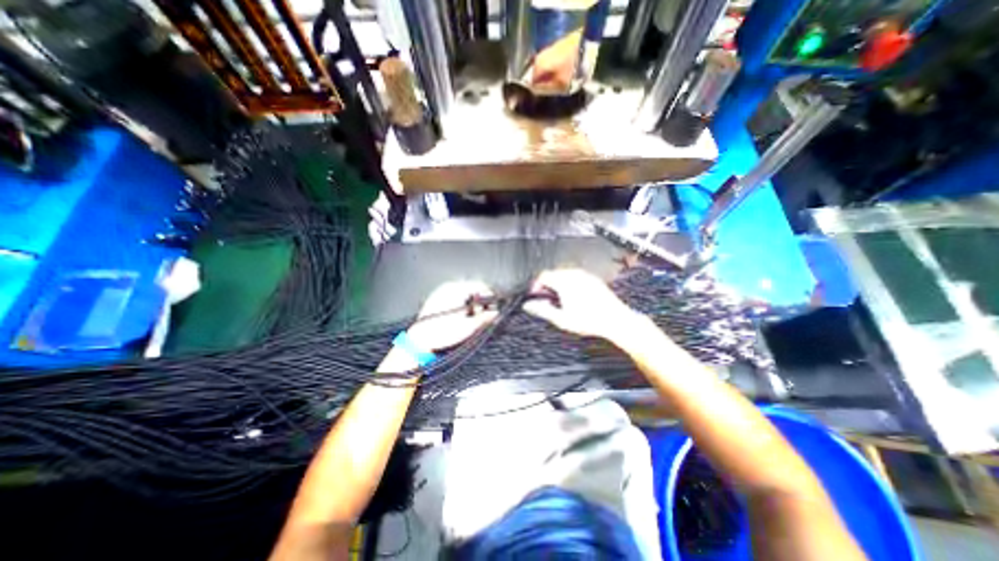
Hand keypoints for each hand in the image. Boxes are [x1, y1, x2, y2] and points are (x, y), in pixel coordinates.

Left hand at [406, 280, 498, 350]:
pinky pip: (453, 298)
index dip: (489, 297)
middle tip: (481, 316)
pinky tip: (459, 318)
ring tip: (469, 319)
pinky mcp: (435, 300)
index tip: (492, 308)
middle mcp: (448, 287)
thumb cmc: (442, 333)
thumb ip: (485, 318)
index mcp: (457, 289)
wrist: (419, 342)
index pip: (480, 285)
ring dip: (470, 305)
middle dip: (479, 303)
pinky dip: (460, 306)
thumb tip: (494, 313)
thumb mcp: (469, 327)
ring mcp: (440, 293)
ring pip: (463, 294)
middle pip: (472, 290)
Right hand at [524, 268, 640, 339]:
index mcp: (564, 282)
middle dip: (547, 284)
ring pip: (565, 274)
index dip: (536, 285)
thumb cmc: (590, 320)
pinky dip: (570, 283)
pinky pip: (576, 277)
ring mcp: (585, 276)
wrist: (615, 320)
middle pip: (554, 273)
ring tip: (559, 299)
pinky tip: (573, 297)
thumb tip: (528, 306)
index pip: (543, 276)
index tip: (535, 294)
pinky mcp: (593, 279)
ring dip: (558, 284)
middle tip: (545, 298)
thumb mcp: (561, 319)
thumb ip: (542, 310)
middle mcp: (574, 274)